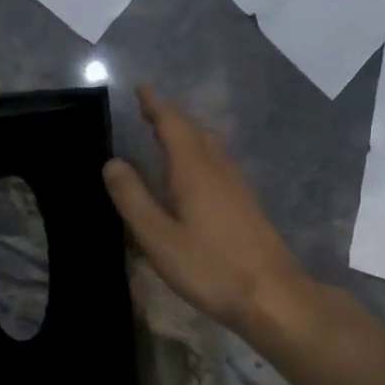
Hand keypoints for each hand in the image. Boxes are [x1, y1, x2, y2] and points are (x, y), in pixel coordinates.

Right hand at [103, 86, 311, 337]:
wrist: (272, 296)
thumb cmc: (209, 268)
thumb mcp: (158, 237)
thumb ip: (133, 198)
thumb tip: (113, 162)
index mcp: (194, 171)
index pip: (173, 125)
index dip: (155, 105)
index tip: (141, 88)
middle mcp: (218, 169)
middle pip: (194, 131)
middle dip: (170, 115)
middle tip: (148, 108)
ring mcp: (237, 186)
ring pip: (209, 145)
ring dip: (187, 132)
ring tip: (166, 132)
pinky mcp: (246, 203)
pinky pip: (217, 162)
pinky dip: (199, 152)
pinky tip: (193, 170)